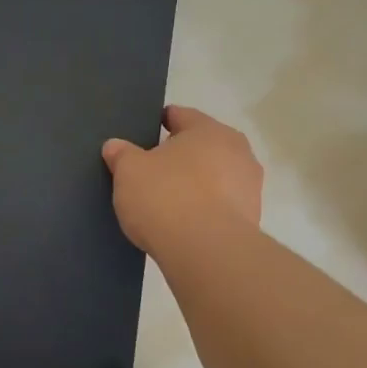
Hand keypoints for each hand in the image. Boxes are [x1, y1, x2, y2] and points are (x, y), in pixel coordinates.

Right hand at [102, 104, 262, 254]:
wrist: (206, 251)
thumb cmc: (166, 197)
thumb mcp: (129, 171)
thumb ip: (121, 154)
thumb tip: (115, 146)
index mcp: (209, 130)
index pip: (180, 116)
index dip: (160, 122)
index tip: (144, 133)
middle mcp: (237, 151)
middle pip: (201, 147)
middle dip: (179, 156)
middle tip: (151, 169)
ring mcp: (249, 187)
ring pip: (214, 177)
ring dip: (194, 184)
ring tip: (166, 201)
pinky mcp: (251, 219)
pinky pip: (220, 205)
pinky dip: (203, 209)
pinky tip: (182, 223)